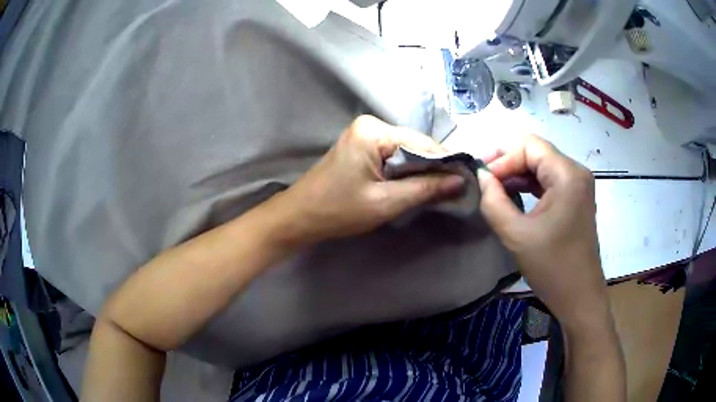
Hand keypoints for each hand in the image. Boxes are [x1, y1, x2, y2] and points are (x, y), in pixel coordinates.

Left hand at [272, 115, 463, 245]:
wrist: (300, 216)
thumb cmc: (338, 210)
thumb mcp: (386, 202)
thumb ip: (425, 189)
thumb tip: (460, 181)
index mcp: (373, 131)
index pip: (422, 143)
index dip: (446, 163)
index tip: (465, 182)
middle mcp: (370, 125)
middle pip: (414, 144)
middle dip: (433, 167)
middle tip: (454, 189)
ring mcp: (364, 134)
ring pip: (406, 150)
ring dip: (421, 170)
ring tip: (438, 190)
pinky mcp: (361, 146)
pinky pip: (393, 155)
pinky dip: (406, 170)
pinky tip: (415, 185)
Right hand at [477, 135, 607, 329]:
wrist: (579, 297)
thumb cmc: (552, 267)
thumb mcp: (516, 235)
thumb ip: (493, 201)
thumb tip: (481, 177)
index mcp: (567, 175)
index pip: (529, 146)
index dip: (502, 158)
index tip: (482, 179)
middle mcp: (576, 172)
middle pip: (536, 152)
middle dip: (508, 162)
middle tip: (483, 179)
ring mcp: (578, 186)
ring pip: (541, 165)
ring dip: (517, 173)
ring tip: (493, 187)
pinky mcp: (575, 199)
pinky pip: (549, 181)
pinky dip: (529, 185)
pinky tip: (512, 194)